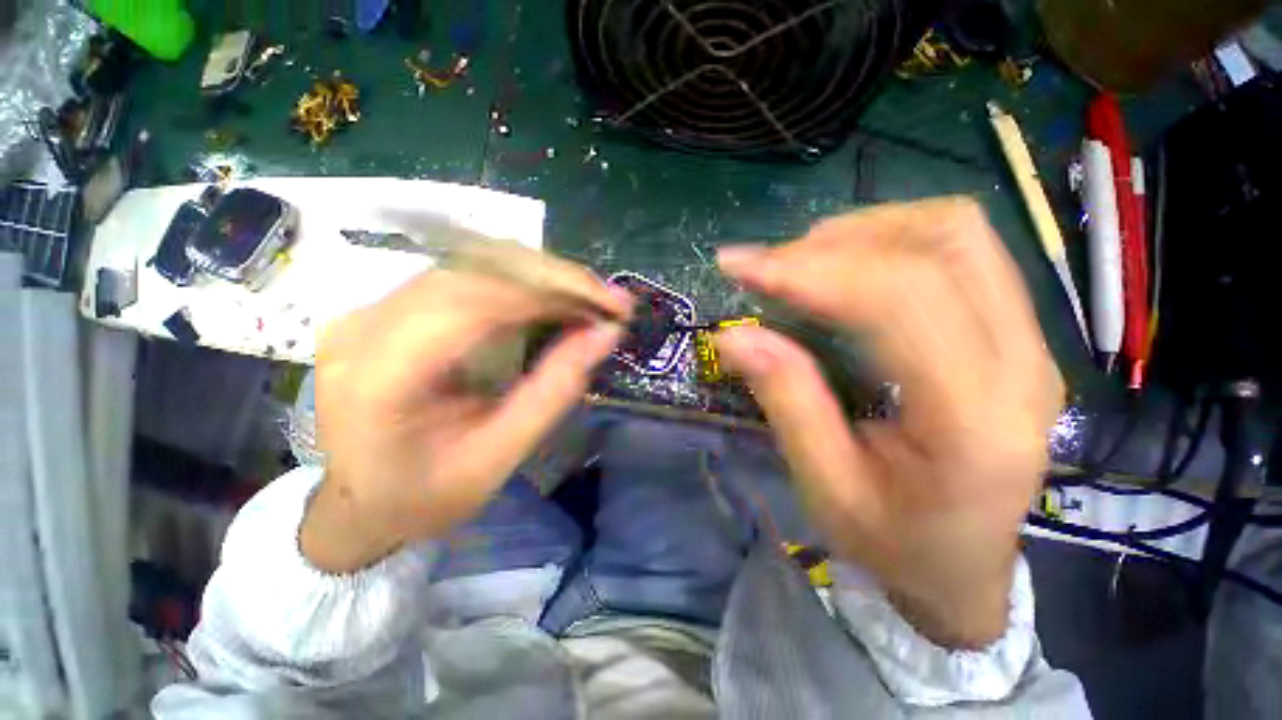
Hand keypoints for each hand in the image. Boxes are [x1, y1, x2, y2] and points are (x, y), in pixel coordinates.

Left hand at [301, 268, 630, 573]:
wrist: (356, 502)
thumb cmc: (423, 496)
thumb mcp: (497, 458)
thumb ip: (553, 391)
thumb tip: (605, 333)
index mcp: (382, 374)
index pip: (478, 299)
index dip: (553, 291)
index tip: (610, 306)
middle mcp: (365, 323)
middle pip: (477, 268)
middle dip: (557, 280)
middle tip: (609, 302)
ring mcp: (370, 307)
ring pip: (474, 264)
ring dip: (542, 279)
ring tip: (589, 303)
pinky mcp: (386, 306)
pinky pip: (465, 277)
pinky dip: (520, 286)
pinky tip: (551, 304)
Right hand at [714, 198, 1061, 647]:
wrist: (964, 569)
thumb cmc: (894, 543)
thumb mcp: (826, 488)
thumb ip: (786, 402)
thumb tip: (735, 336)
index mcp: (974, 419)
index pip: (900, 300)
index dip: (812, 271)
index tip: (742, 267)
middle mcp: (1020, 363)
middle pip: (941, 245)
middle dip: (834, 245)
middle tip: (768, 267)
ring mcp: (1029, 341)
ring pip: (955, 233)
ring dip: (866, 233)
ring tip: (802, 264)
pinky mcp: (1015, 332)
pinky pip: (959, 250)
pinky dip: (890, 242)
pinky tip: (845, 269)